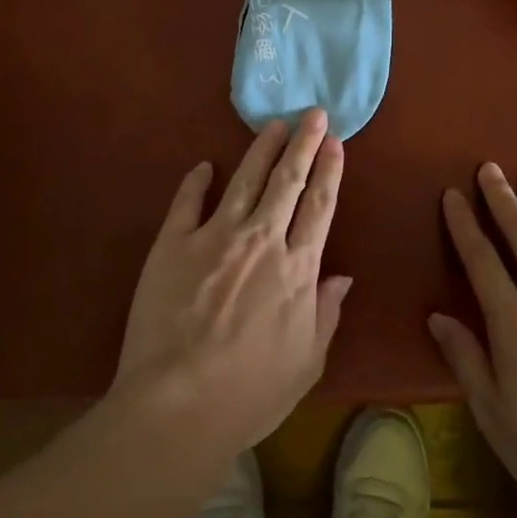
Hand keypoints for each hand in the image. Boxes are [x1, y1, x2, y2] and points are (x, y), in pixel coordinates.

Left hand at [112, 109, 351, 464]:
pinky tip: (203, 165)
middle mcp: (261, 240)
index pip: (319, 207)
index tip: (335, 142)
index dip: (329, 171)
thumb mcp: (307, 362)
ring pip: (244, 180)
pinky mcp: (173, 244)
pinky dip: (196, 181)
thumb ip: (326, 313)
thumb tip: (342, 277)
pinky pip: (187, 202)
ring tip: (273, 125)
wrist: (179, 404)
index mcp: (297, 268)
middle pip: (287, 181)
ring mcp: (214, 237)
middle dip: (303, 144)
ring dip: (261, 150)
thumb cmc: (250, 393)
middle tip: (312, 113)